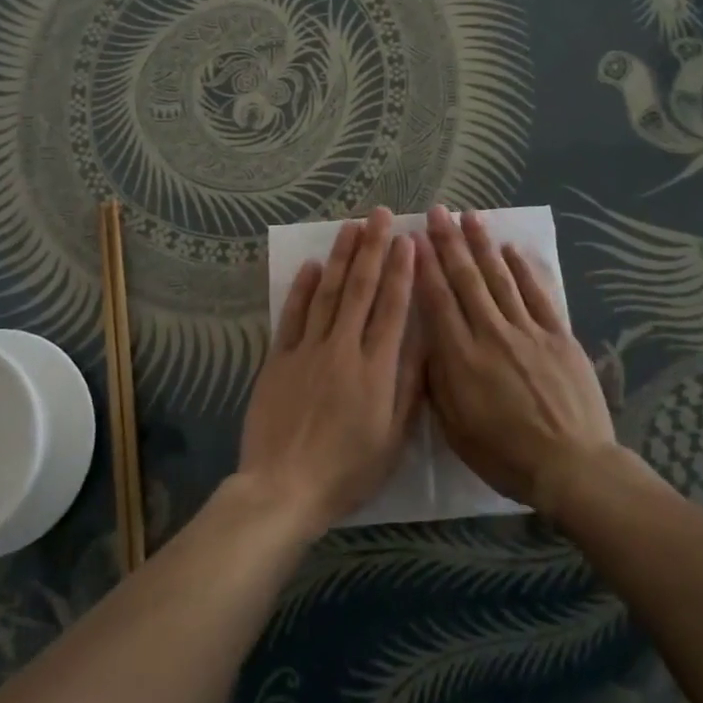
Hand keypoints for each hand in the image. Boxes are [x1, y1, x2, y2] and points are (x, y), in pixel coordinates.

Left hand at [237, 208, 422, 537]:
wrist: (284, 488)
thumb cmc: (347, 471)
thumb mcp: (394, 439)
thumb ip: (409, 387)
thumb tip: (424, 340)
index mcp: (376, 369)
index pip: (392, 308)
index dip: (401, 271)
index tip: (408, 240)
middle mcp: (343, 348)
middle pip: (361, 289)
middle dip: (372, 248)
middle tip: (380, 214)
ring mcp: (308, 350)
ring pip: (328, 293)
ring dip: (341, 257)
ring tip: (351, 226)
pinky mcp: (279, 358)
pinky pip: (293, 315)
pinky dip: (303, 288)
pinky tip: (314, 266)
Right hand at [416, 205, 616, 513]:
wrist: (572, 466)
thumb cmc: (505, 455)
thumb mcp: (455, 429)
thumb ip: (437, 382)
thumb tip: (427, 343)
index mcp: (461, 358)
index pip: (437, 300)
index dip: (424, 266)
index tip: (413, 238)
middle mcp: (491, 333)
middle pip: (466, 279)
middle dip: (449, 242)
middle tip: (437, 212)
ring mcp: (528, 331)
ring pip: (499, 277)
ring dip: (482, 244)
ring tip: (470, 216)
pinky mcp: (558, 335)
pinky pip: (537, 294)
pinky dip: (522, 269)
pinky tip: (511, 249)